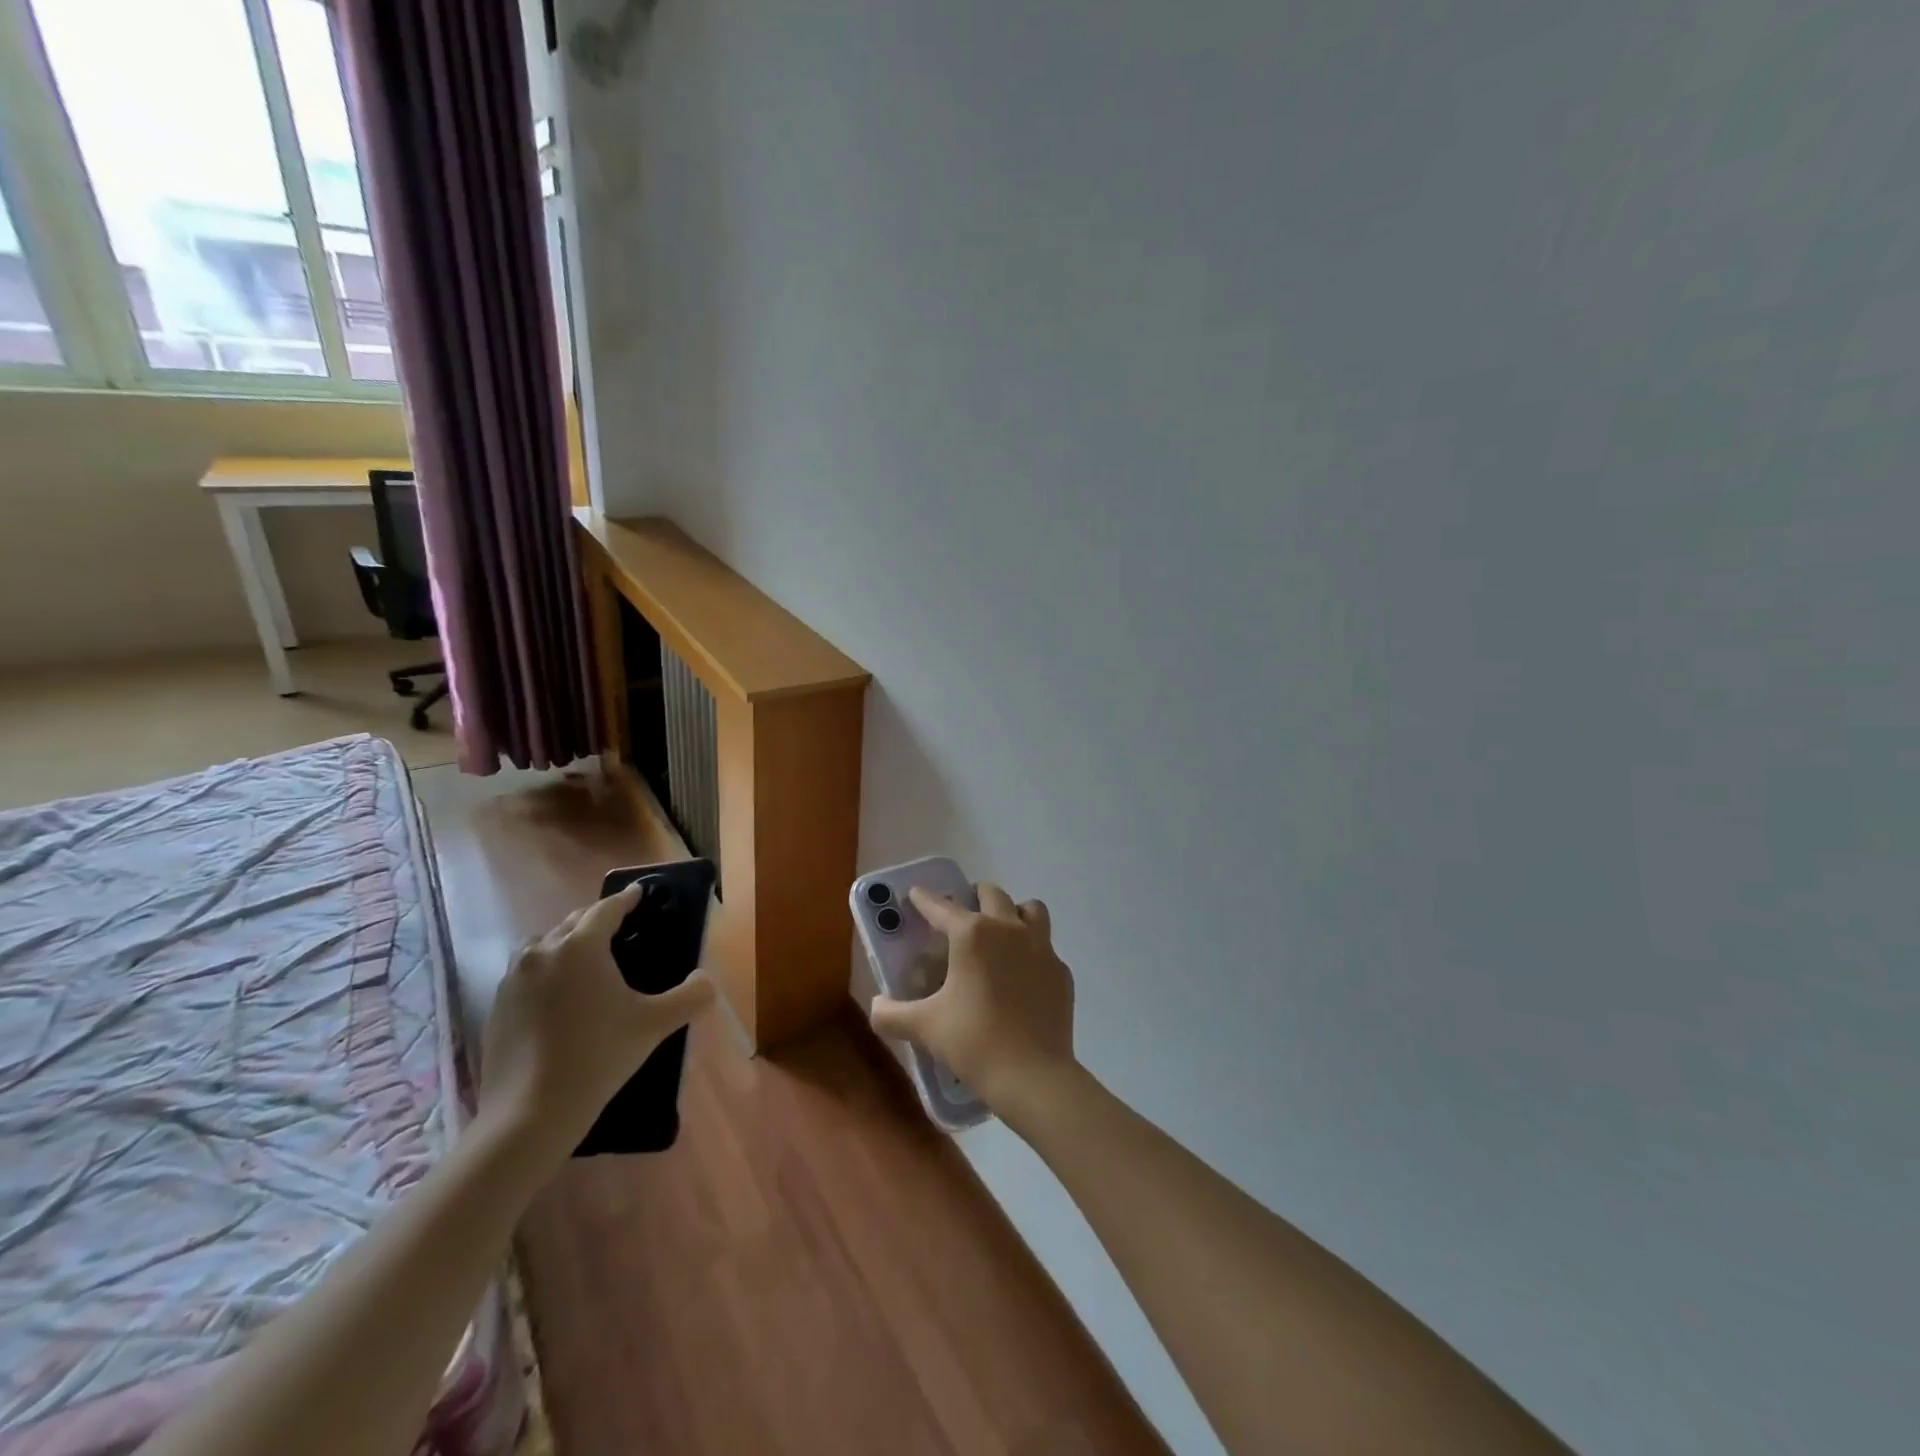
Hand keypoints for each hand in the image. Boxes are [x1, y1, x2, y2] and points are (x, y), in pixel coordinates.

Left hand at [478, 883, 715, 1158]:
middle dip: (596, 919)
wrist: (529, 1114)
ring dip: (565, 942)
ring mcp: (513, 979)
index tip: (639, 893)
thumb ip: (691, 996)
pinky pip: (525, 973)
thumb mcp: (656, 1025)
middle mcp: (543, 952)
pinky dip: (545, 971)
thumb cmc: (598, 1057)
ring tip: (585, 959)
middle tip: (619, 927)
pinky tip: (559, 997)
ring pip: (544, 945)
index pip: (607, 909)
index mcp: (581, 946)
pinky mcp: (496, 1007)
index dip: (626, 899)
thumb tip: (707, 980)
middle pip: (573, 922)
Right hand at [868, 881, 1078, 1121]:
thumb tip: (876, 1006)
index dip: (925, 899)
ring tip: (1000, 932)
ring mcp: (1041, 948)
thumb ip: (891, 1014)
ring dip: (1013, 913)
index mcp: (972, 935)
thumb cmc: (974, 1042)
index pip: (942, 907)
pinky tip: (1022, 975)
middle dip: (974, 896)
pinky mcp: (1061, 972)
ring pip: (1030, 910)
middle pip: (992, 894)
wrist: (1033, 1075)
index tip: (916, 893)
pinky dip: (1032, 951)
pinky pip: (1046, 947)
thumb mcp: (924, 1027)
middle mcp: (1009, 929)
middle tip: (962, 914)